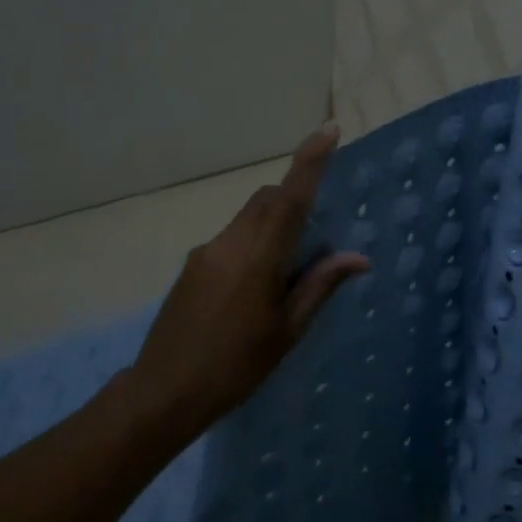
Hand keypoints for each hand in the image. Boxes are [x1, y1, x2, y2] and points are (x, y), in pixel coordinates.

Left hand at [131, 124, 368, 425]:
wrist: (163, 391)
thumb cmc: (235, 366)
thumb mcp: (287, 331)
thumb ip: (319, 286)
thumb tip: (358, 258)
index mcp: (259, 258)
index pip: (290, 197)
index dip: (310, 160)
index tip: (329, 130)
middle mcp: (230, 243)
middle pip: (267, 199)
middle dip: (294, 198)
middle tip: (316, 235)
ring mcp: (206, 251)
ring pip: (248, 217)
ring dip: (273, 223)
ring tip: (285, 271)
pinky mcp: (192, 264)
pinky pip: (231, 236)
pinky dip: (253, 242)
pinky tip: (254, 287)